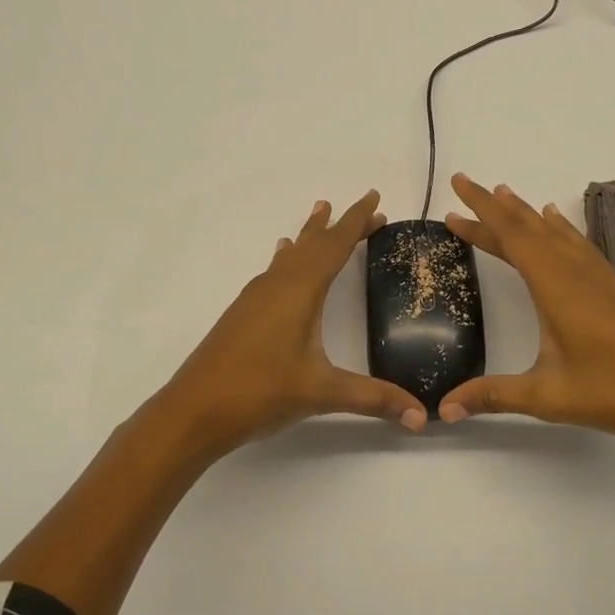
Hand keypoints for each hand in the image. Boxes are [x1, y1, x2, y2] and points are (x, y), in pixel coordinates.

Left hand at [157, 190, 427, 455]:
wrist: (193, 411)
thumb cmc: (260, 393)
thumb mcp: (322, 393)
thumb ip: (374, 399)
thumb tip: (421, 416)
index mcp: (299, 291)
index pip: (335, 246)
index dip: (356, 221)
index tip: (374, 199)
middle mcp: (276, 285)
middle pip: (313, 245)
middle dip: (339, 226)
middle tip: (364, 210)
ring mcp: (255, 299)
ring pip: (289, 256)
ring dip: (310, 237)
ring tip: (319, 216)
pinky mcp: (242, 315)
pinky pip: (273, 272)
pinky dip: (288, 259)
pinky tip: (282, 262)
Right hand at [438, 174, 614, 450]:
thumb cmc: (612, 393)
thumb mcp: (546, 395)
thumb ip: (492, 395)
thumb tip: (441, 410)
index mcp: (556, 286)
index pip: (512, 237)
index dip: (481, 214)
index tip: (457, 191)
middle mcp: (576, 270)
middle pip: (529, 226)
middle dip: (494, 205)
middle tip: (465, 184)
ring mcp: (599, 275)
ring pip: (555, 231)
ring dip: (525, 213)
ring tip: (503, 194)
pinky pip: (578, 242)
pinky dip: (559, 227)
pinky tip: (556, 222)